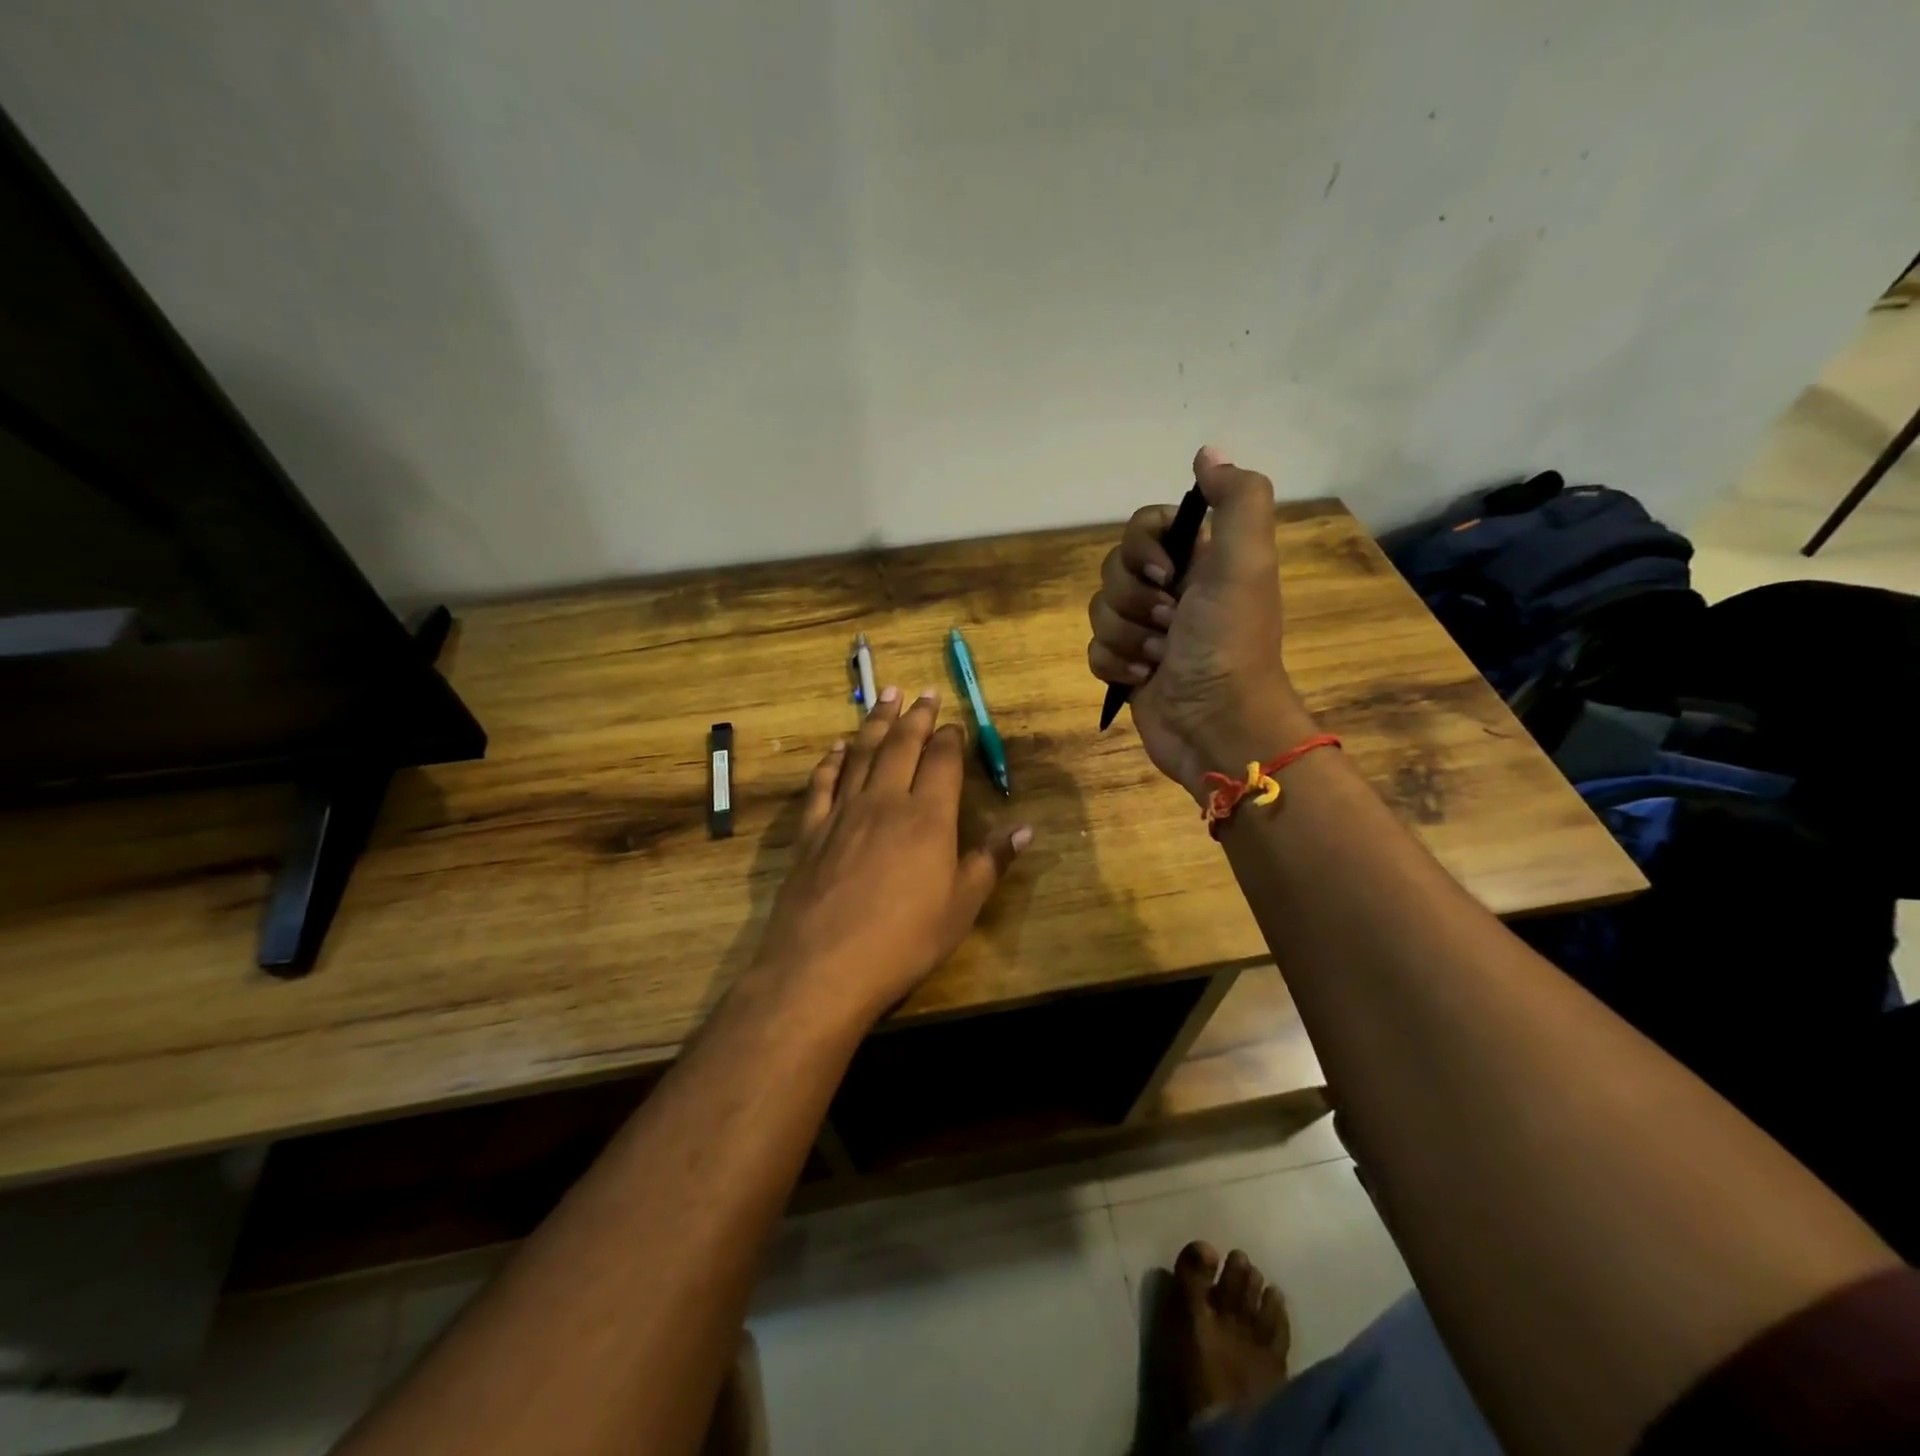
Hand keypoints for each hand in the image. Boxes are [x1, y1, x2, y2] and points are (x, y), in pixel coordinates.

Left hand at [752, 688, 1031, 1024]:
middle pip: (902, 745)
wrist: (823, 966)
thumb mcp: (961, 906)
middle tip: (922, 692)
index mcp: (927, 816)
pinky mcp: (811, 830)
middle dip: (915, 716)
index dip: (950, 738)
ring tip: (884, 697)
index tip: (955, 723)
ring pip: (862, 754)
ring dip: (875, 723)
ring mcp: (843, 812)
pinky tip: (836, 748)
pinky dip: (831, 760)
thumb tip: (1026, 828)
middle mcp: (885, 801)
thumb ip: (990, 861)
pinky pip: (822, 783)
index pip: (942, 761)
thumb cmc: (904, 940)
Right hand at [1087, 446, 1311, 798]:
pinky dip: (1115, 665)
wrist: (1218, 726)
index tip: (1166, 572)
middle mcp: (1171, 590)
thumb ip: (1236, 500)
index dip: (1141, 547)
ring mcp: (1146, 631)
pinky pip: (1095, 650)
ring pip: (1100, 611)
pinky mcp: (1127, 668)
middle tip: (1170, 624)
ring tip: (1159, 659)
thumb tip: (1207, 453)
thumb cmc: (1229, 643)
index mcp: (1198, 560)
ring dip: (1126, 637)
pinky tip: (1143, 679)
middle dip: (1133, 600)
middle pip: (1113, 569)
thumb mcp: (1247, 562)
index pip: (1142, 525)